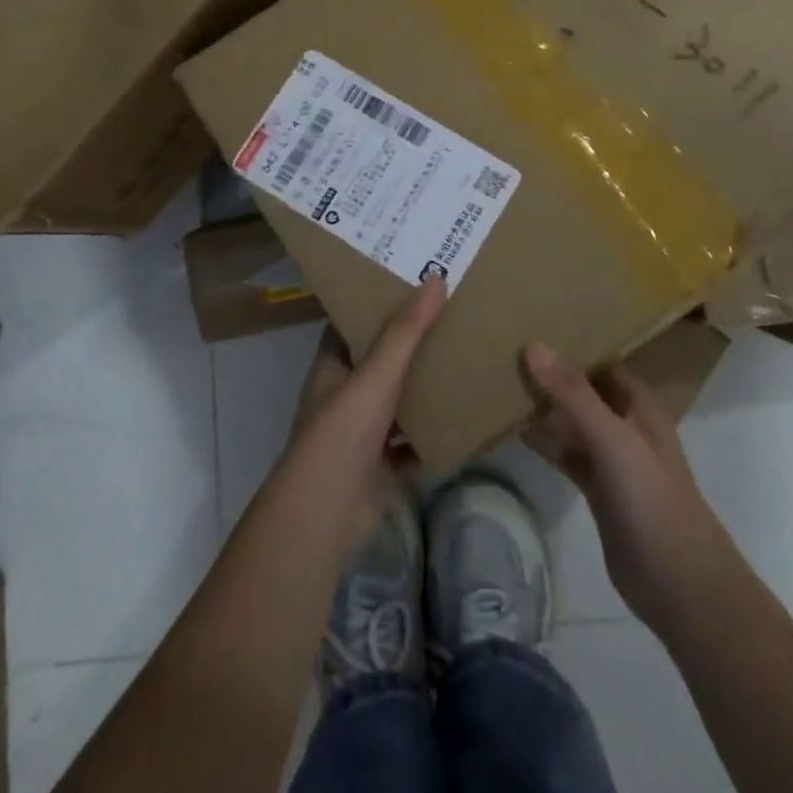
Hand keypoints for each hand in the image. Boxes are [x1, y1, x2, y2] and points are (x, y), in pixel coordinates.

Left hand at [281, 279, 445, 551]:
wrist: (327, 514)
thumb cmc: (343, 431)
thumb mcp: (376, 373)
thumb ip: (406, 331)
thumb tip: (435, 279)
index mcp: (332, 367)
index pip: (353, 326)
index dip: (378, 305)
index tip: (412, 285)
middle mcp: (344, 396)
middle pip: (380, 363)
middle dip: (411, 345)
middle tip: (451, 317)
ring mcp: (362, 434)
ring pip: (398, 404)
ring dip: (424, 389)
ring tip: (464, 360)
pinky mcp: (381, 467)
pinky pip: (413, 444)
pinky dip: (433, 435)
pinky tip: (464, 418)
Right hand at [523, 343, 731, 636]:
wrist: (680, 585)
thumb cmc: (653, 500)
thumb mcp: (613, 440)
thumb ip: (574, 394)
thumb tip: (534, 345)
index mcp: (640, 406)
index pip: (603, 361)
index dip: (573, 343)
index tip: (532, 323)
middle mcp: (627, 426)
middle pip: (585, 390)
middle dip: (552, 373)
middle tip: (505, 349)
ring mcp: (613, 460)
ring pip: (573, 423)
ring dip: (545, 407)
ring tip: (500, 382)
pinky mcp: (598, 491)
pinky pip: (567, 455)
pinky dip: (545, 443)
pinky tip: (514, 430)